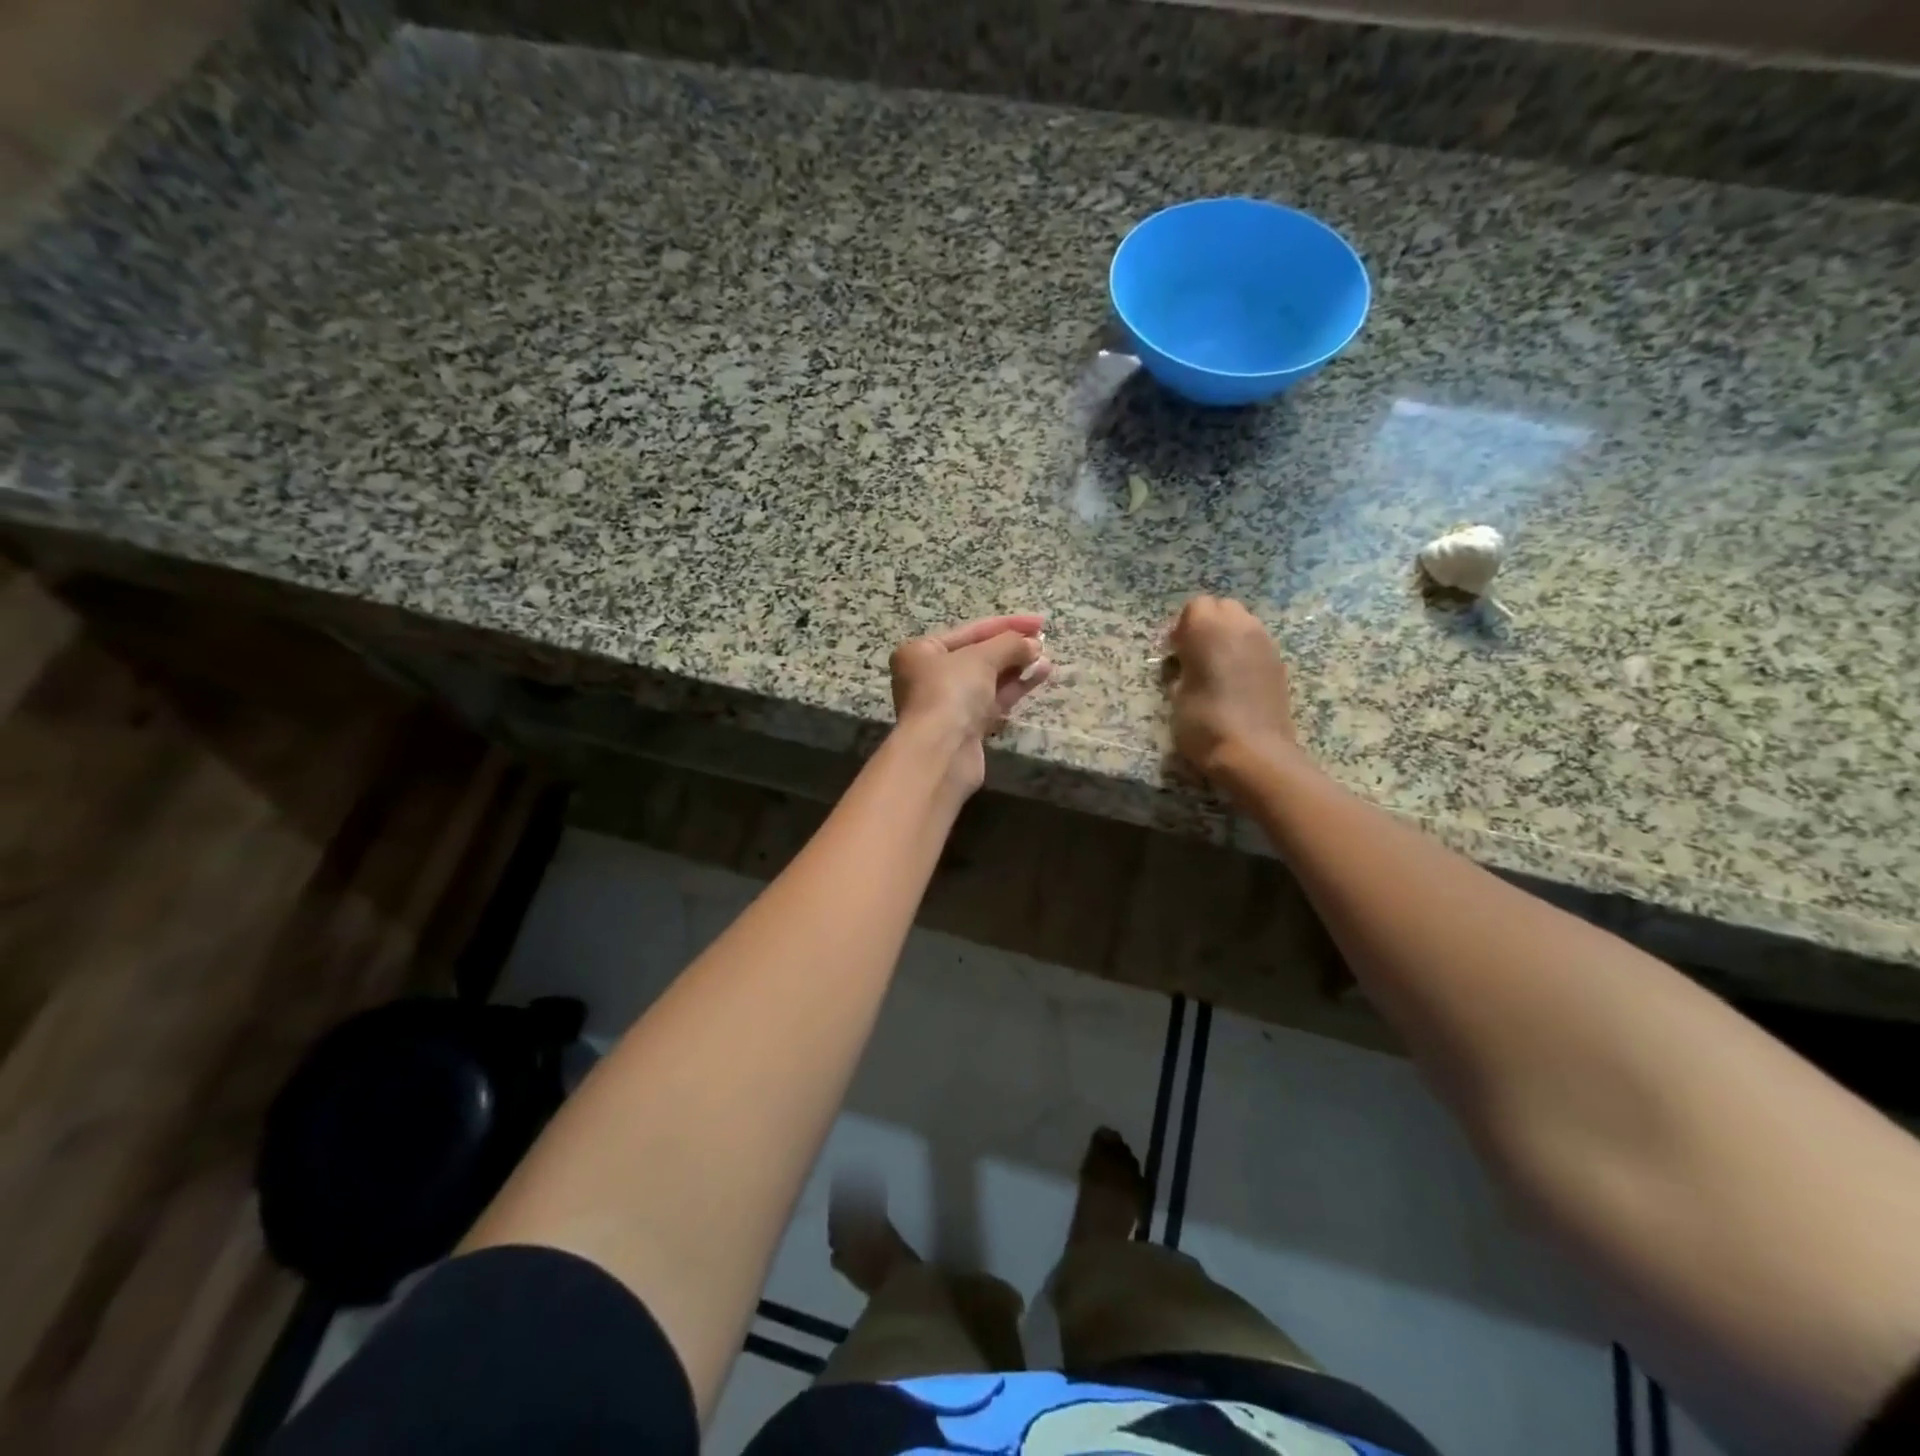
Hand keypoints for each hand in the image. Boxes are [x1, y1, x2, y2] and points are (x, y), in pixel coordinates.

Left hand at [890, 613, 1050, 791]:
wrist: (940, 752)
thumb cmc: (951, 692)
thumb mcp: (981, 658)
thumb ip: (1009, 644)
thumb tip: (1034, 644)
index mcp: (922, 652)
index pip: (970, 630)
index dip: (1006, 624)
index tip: (1039, 621)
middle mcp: (930, 676)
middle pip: (978, 655)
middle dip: (1011, 647)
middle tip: (1043, 640)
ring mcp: (948, 703)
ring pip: (988, 679)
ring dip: (1017, 667)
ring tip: (1046, 658)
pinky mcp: (966, 727)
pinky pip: (993, 699)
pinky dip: (1015, 687)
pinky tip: (1040, 674)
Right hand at [1166, 596, 1297, 785]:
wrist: (1255, 753)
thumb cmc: (1205, 723)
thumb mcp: (1175, 696)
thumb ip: (1180, 669)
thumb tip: (1184, 665)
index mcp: (1210, 629)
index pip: (1195, 606)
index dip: (1181, 627)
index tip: (1173, 653)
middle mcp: (1241, 626)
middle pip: (1222, 607)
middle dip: (1206, 624)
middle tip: (1192, 655)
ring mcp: (1265, 643)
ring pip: (1242, 624)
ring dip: (1226, 637)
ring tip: (1214, 669)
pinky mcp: (1278, 663)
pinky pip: (1256, 644)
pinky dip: (1243, 653)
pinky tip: (1234, 681)